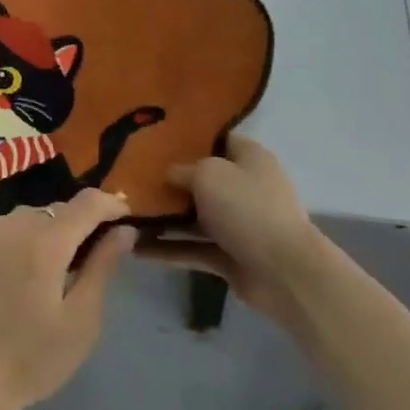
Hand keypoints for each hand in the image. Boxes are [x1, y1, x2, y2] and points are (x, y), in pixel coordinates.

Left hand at [0, 189, 136, 409]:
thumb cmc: (31, 360)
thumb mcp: (80, 320)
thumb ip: (102, 266)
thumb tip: (124, 230)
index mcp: (44, 241)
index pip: (86, 203)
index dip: (110, 205)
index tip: (125, 219)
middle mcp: (12, 225)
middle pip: (56, 210)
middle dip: (79, 225)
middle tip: (91, 258)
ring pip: (28, 218)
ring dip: (47, 232)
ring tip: (54, 270)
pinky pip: (2, 231)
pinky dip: (19, 241)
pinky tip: (19, 275)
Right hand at [138, 135, 321, 321]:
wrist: (284, 272)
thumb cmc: (247, 208)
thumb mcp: (208, 174)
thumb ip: (182, 170)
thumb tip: (168, 174)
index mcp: (249, 158)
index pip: (217, 138)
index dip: (188, 137)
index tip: (154, 137)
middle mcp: (244, 187)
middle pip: (201, 179)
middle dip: (169, 180)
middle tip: (130, 175)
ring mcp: (237, 224)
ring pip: (194, 216)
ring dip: (164, 218)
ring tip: (125, 213)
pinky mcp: (229, 256)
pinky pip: (192, 249)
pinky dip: (168, 250)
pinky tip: (135, 248)